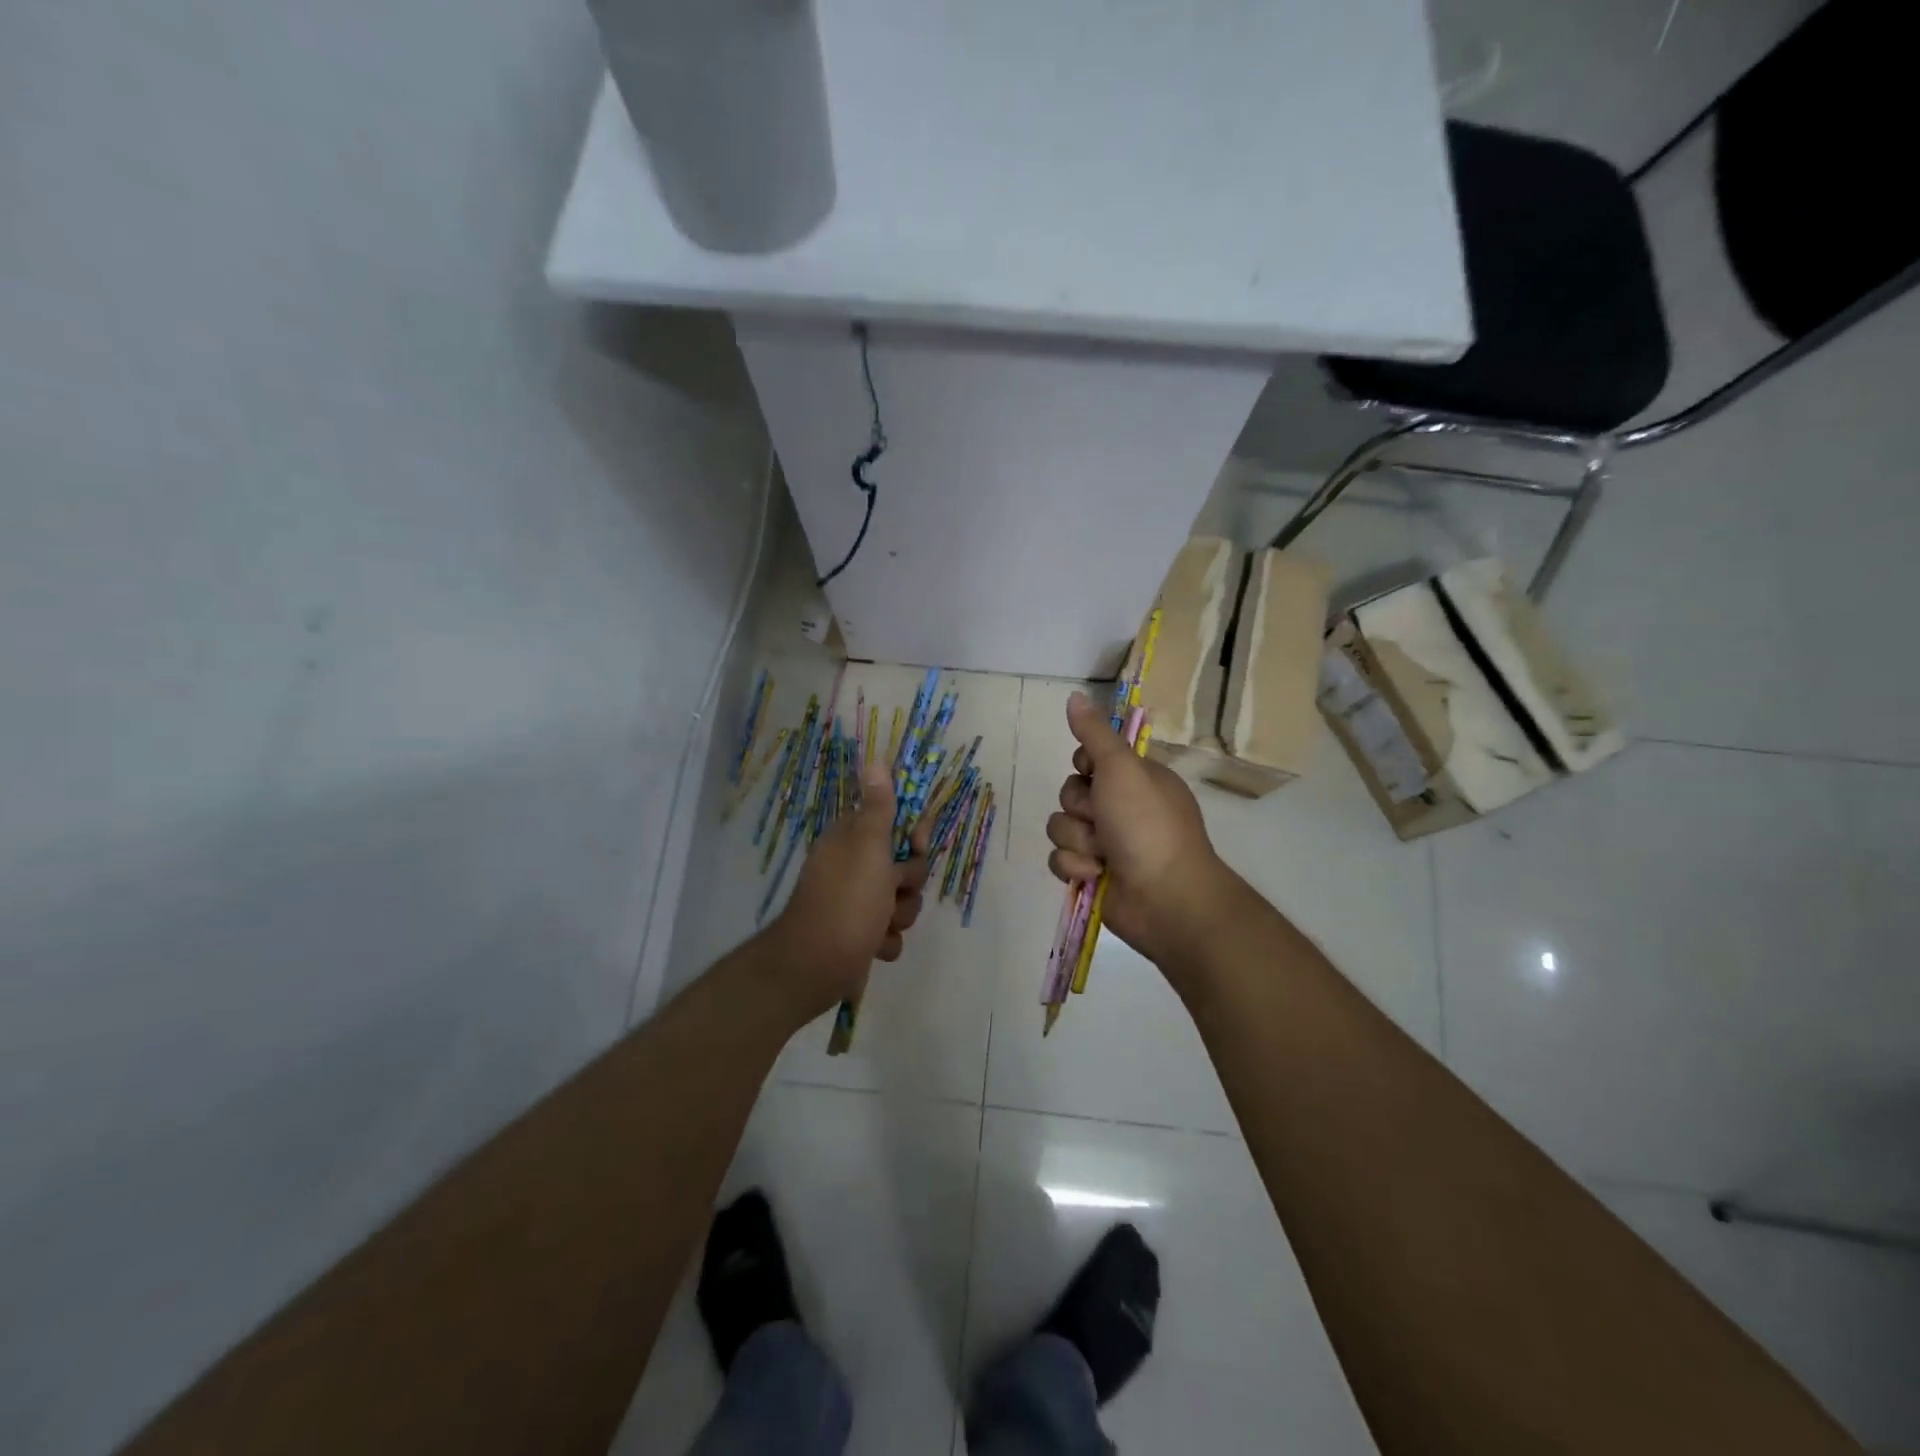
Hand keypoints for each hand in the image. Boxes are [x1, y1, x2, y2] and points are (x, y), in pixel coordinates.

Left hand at [768, 762, 930, 1023]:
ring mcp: (856, 904)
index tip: (918, 845)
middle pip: (905, 867)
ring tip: (881, 925)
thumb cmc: (847, 900)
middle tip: (893, 890)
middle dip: (908, 884)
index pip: (894, 824)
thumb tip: (874, 760)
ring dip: (899, 916)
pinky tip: (872, 946)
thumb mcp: (868, 846)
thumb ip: (878, 807)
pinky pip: (889, 932)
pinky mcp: (859, 936)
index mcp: (852, 841)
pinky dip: (885, 941)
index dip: (914, 836)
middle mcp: (853, 868)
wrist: (817, 964)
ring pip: (901, 902)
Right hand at [1046, 691, 1229, 967]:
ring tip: (1104, 855)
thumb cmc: (1147, 824)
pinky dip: (1076, 867)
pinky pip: (1061, 859)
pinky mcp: (1092, 873)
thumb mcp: (1122, 768)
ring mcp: (1107, 843)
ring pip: (1061, 827)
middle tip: (1104, 819)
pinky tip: (1096, 875)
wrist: (1164, 897)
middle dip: (1081, 809)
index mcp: (1135, 778)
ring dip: (1078, 841)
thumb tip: (1074, 695)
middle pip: (1070, 793)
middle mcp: (1121, 807)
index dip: (1085, 766)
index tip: (1093, 772)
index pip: (1089, 758)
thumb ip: (1094, 733)